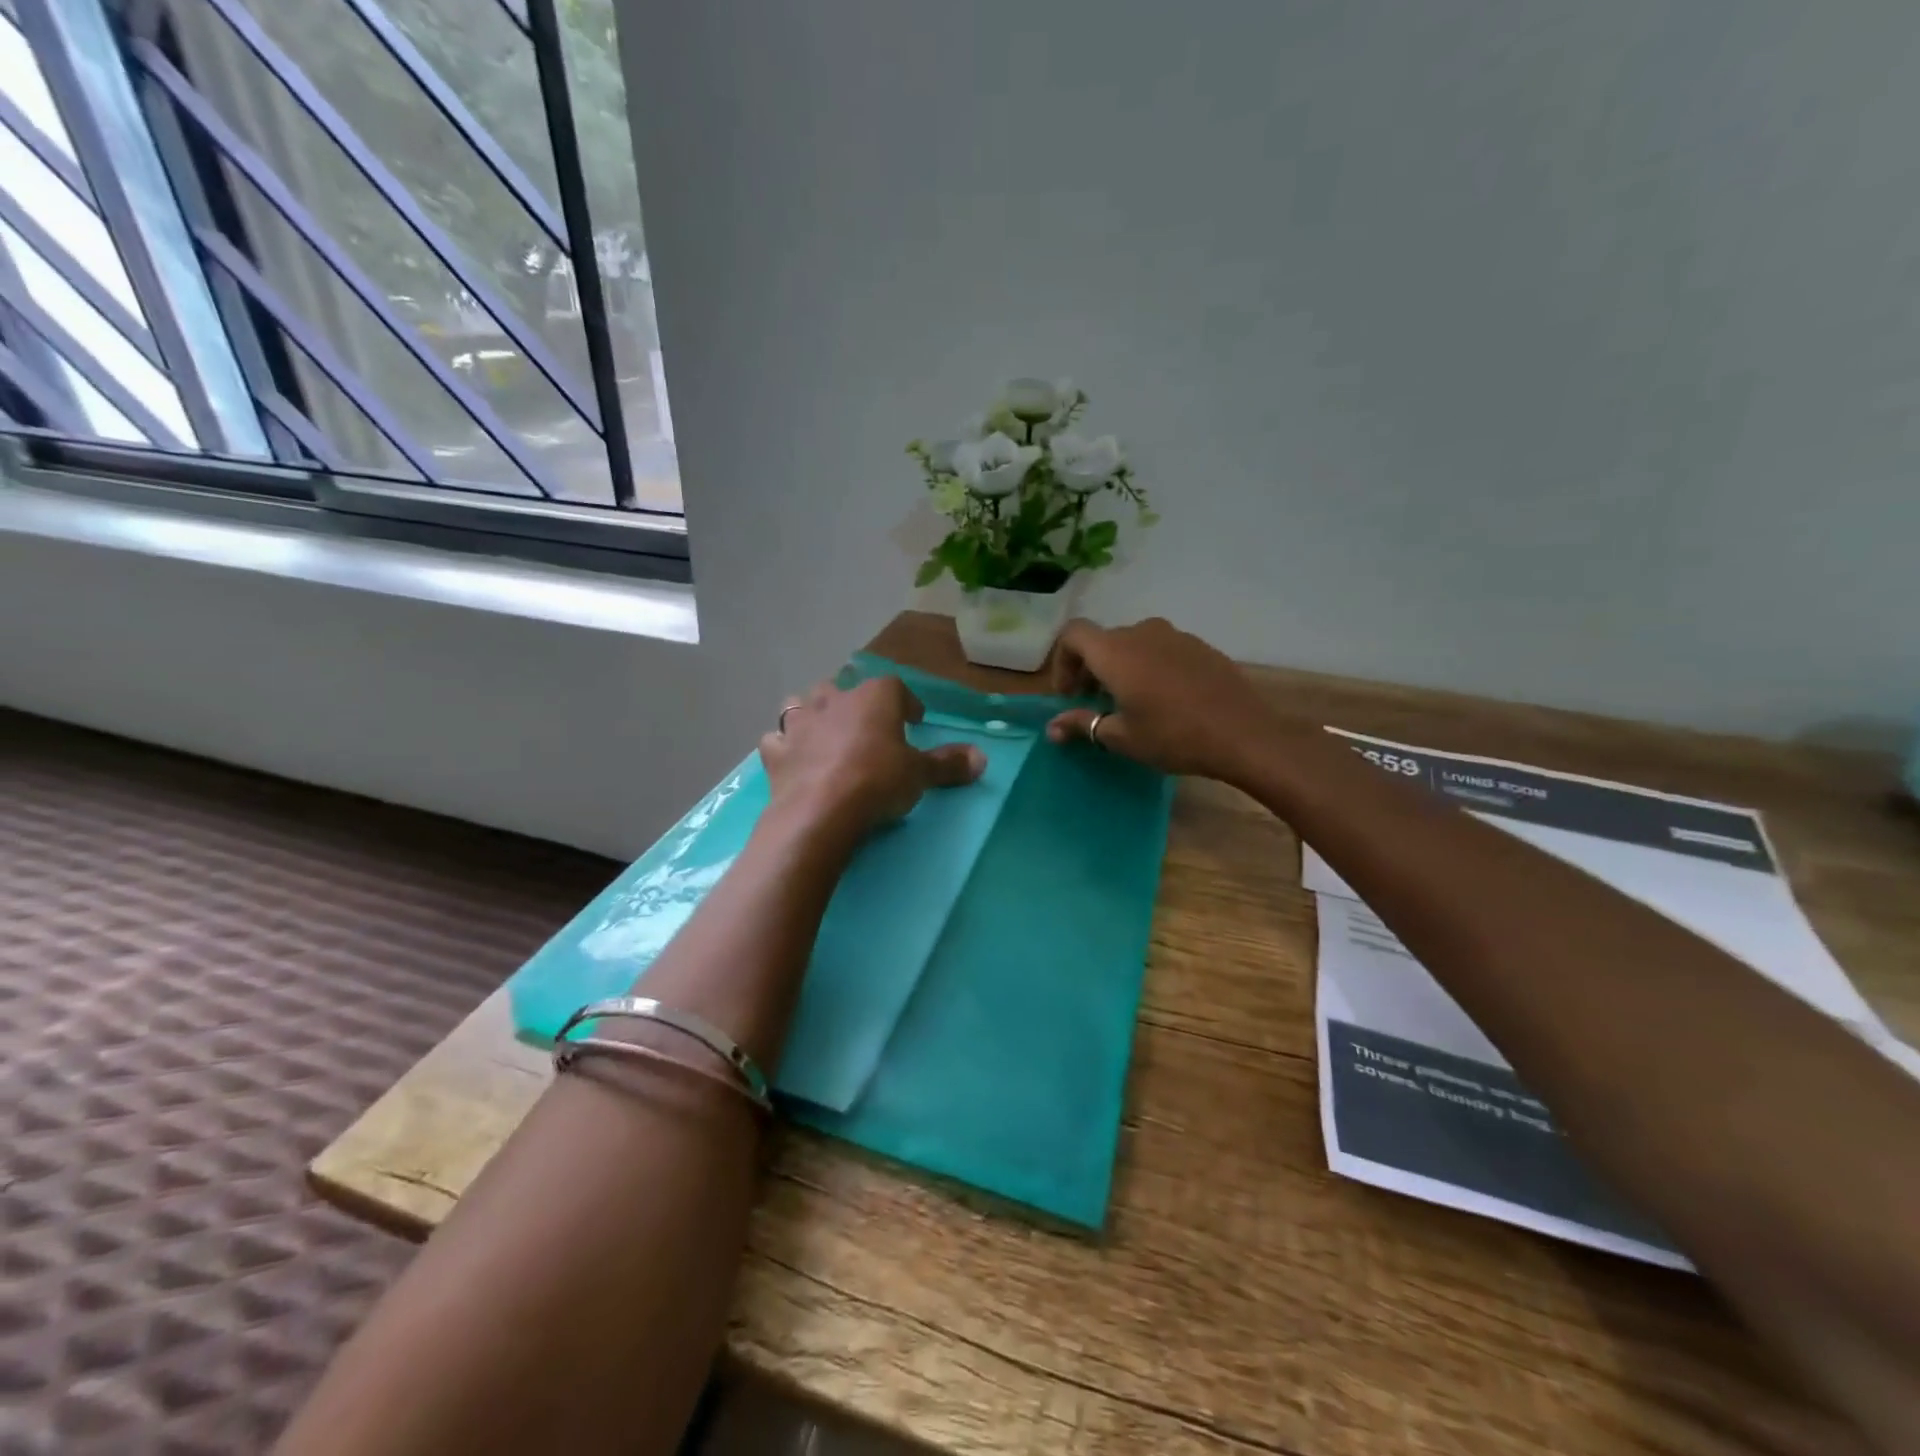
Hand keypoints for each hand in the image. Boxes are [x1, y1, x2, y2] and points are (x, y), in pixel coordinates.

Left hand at [761, 677, 984, 841]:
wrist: (821, 811)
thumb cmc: (878, 782)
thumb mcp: (920, 775)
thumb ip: (949, 764)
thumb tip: (982, 758)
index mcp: (874, 698)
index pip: (894, 687)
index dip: (905, 703)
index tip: (913, 722)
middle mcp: (834, 700)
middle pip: (842, 689)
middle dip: (853, 704)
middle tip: (865, 728)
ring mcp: (800, 723)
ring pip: (801, 704)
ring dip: (812, 715)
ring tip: (824, 735)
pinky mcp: (776, 752)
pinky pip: (777, 740)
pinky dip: (785, 747)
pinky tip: (793, 760)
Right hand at [1046, 617, 1281, 782]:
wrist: (1243, 734)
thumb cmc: (1172, 736)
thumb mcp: (1120, 737)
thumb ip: (1082, 724)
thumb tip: (1052, 728)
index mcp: (1115, 652)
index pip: (1073, 634)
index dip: (1062, 661)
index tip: (1070, 694)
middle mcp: (1142, 633)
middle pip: (1104, 640)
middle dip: (1091, 668)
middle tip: (1094, 703)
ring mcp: (1175, 636)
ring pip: (1134, 643)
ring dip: (1121, 667)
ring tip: (1129, 701)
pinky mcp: (1200, 646)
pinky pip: (1162, 649)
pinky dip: (1150, 666)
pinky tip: (1164, 699)